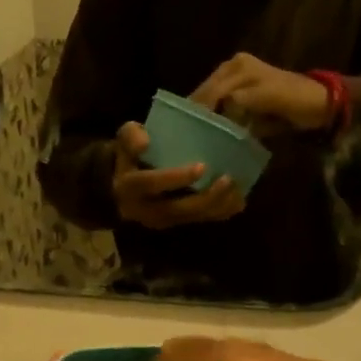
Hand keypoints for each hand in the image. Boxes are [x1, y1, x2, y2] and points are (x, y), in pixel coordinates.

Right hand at [110, 121, 243, 227]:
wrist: (122, 186)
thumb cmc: (129, 157)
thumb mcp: (124, 141)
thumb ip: (131, 137)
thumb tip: (145, 142)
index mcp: (130, 188)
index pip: (151, 184)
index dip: (175, 178)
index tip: (202, 166)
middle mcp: (145, 210)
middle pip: (177, 208)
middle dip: (205, 197)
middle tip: (228, 180)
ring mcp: (162, 221)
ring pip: (191, 217)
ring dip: (217, 206)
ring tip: (238, 191)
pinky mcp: (176, 224)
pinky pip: (199, 220)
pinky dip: (220, 213)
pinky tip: (238, 202)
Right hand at [190, 53, 333, 133]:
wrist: (318, 105)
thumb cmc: (294, 99)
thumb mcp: (266, 97)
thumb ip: (241, 100)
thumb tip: (218, 109)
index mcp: (237, 67)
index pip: (209, 91)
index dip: (198, 111)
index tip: (187, 132)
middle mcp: (232, 69)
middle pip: (206, 95)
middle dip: (197, 113)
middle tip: (185, 137)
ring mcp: (235, 82)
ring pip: (211, 102)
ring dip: (204, 118)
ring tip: (193, 137)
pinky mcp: (240, 97)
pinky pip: (221, 107)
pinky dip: (215, 120)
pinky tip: (208, 133)